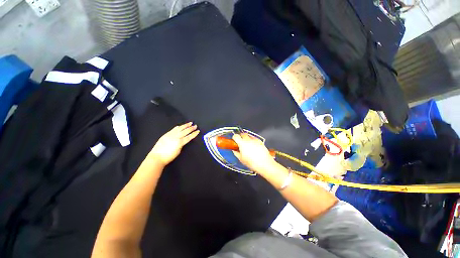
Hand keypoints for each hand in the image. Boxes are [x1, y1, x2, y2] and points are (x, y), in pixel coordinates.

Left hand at [149, 122, 199, 165]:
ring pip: (179, 128)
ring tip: (190, 123)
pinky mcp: (166, 134)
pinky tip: (180, 126)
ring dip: (185, 125)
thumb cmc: (169, 157)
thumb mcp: (178, 151)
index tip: (198, 131)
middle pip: (185, 131)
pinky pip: (173, 129)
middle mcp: (176, 137)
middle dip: (191, 128)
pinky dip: (178, 127)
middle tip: (195, 125)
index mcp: (180, 142)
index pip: (189, 137)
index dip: (194, 134)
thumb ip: (181, 145)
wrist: (157, 157)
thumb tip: (183, 141)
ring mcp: (170, 135)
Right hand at [232, 133, 276, 174]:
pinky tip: (254, 147)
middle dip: (241, 137)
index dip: (234, 138)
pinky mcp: (260, 141)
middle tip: (240, 142)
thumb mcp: (241, 159)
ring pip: (249, 136)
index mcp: (242, 143)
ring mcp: (255, 140)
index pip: (236, 136)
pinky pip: (254, 139)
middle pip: (243, 134)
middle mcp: (248, 140)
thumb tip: (234, 150)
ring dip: (247, 138)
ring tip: (248, 145)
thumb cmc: (251, 163)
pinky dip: (252, 141)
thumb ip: (236, 153)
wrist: (265, 164)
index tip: (234, 141)